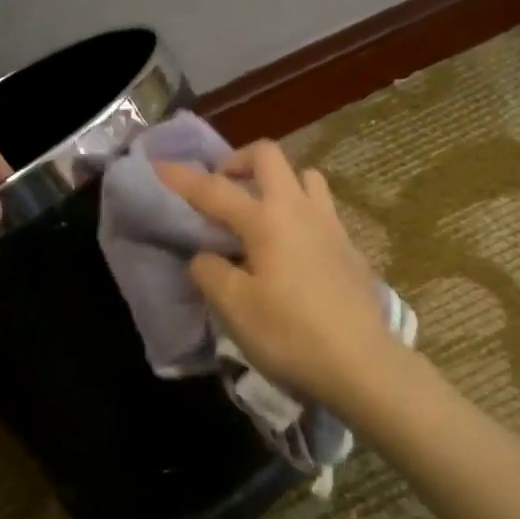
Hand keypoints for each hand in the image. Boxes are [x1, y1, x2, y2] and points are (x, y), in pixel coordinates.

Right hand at [156, 141, 397, 410]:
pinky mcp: (349, 246)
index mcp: (266, 219)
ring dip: (277, 182)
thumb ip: (210, 273)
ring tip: (261, 212)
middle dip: (237, 161)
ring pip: (304, 176)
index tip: (158, 167)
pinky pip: (321, 208)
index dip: (182, 178)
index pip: (214, 189)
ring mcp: (330, 224)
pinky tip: (293, 247)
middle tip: (221, 186)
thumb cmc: (290, 334)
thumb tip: (205, 256)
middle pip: (268, 156)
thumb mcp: (235, 308)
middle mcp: (299, 209)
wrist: (361, 362)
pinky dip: (300, 211)